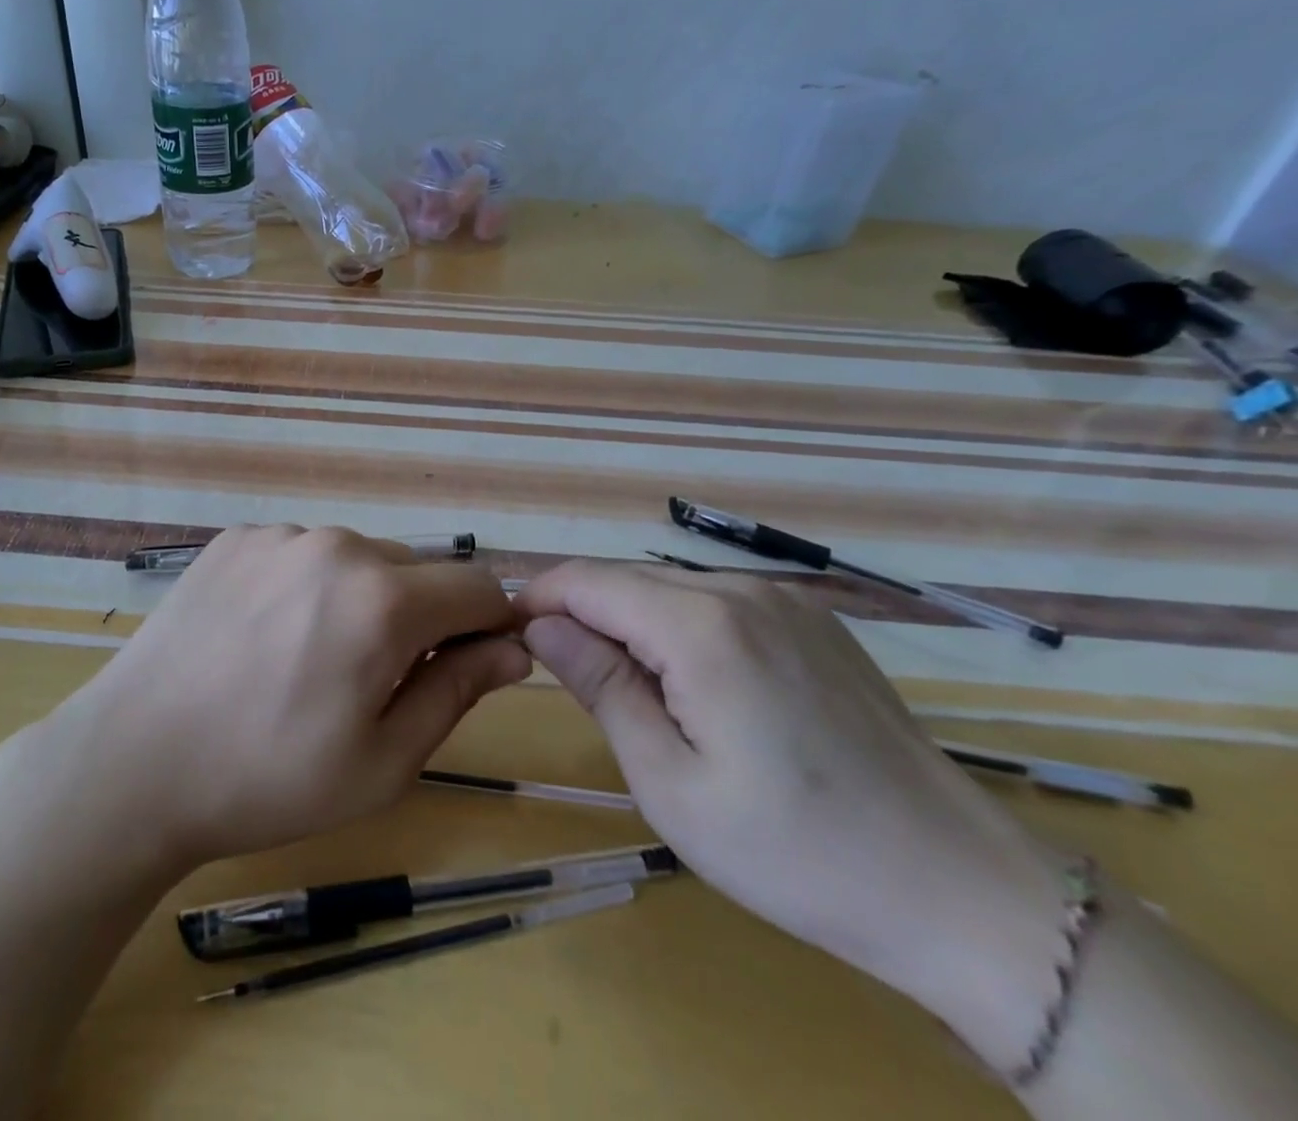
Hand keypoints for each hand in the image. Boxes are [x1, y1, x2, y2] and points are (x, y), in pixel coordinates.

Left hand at [60, 525, 527, 868]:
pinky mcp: (236, 538)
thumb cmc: (268, 779)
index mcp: (384, 599)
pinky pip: (300, 554)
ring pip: (356, 560)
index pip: (477, 587)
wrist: (134, 762)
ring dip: (358, 599)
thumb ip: (457, 691)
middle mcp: (337, 545)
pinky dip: (305, 587)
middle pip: (415, 572)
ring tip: (308, 661)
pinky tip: (263, 637)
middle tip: (372, 682)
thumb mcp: (383, 761)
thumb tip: (513, 649)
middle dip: (418, 618)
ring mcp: (280, 535)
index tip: (471, 663)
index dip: (488, 625)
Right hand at [516, 560, 1074, 1072]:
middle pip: (629, 579)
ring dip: (631, 622)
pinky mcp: (815, 620)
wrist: (960, 890)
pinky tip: (694, 685)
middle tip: (559, 674)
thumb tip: (540, 626)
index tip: (508, 634)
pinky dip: (681, 627)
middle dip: (582, 613)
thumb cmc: (795, 851)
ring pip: (672, 589)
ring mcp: (787, 601)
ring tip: (627, 688)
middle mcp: (743, 591)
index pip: (588, 580)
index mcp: (702, 626)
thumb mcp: (669, 782)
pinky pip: (720, 604)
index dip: (539, 598)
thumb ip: (601, 685)